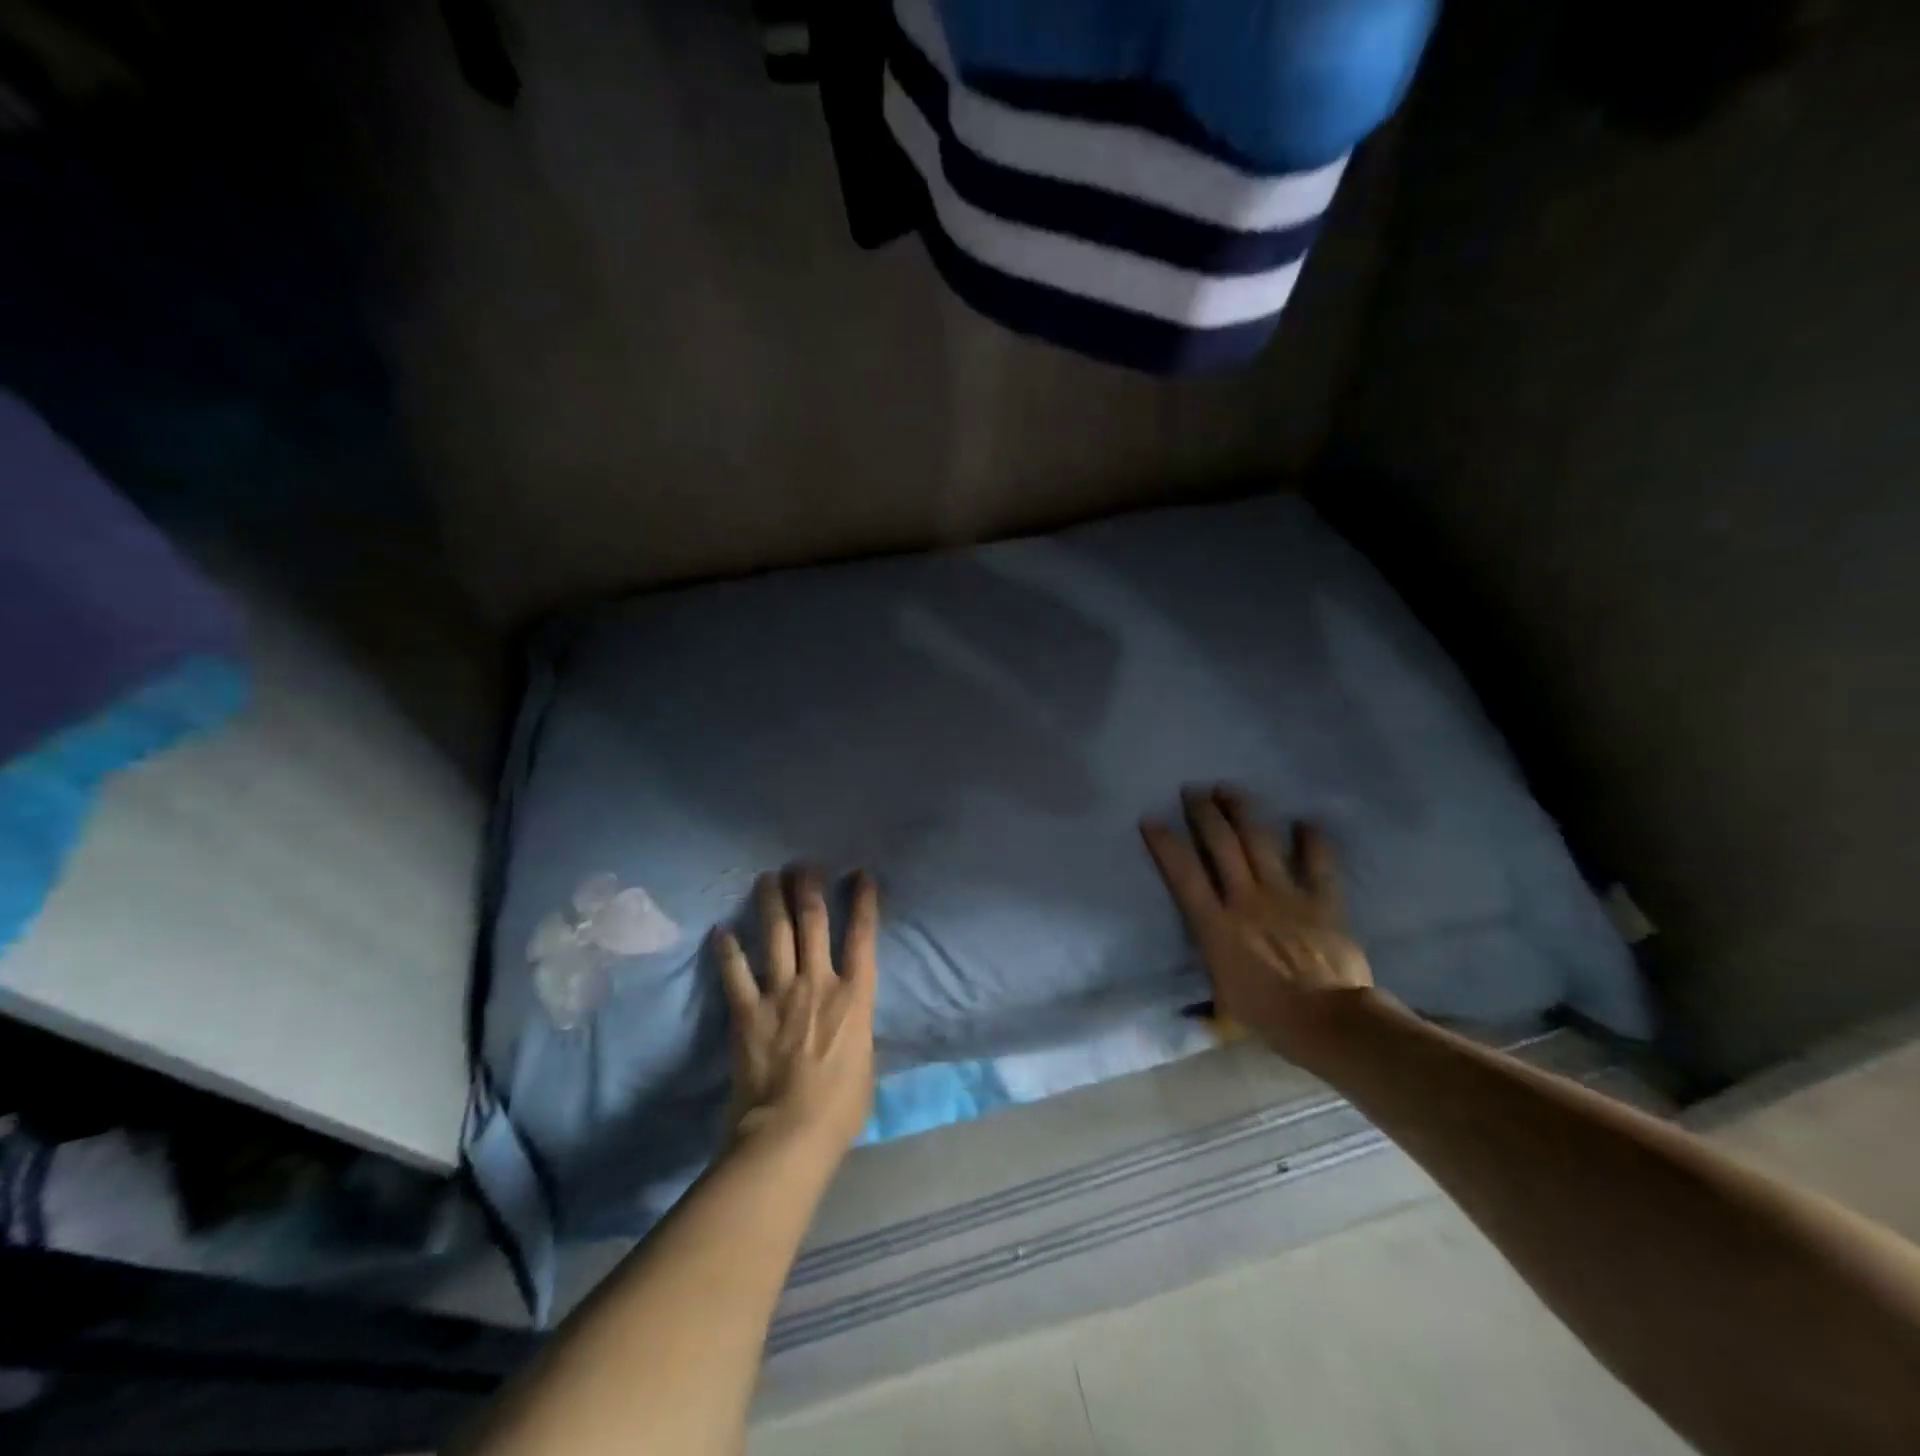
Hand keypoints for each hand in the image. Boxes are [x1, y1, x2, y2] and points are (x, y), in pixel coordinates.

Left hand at [714, 868, 878, 1156]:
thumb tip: (849, 1021)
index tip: (860, 875)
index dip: (863, 903)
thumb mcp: (865, 1062)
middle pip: (814, 923)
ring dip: (772, 903)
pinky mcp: (748, 1012)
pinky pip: (736, 974)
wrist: (790, 1132)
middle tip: (804, 864)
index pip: (863, 938)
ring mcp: (781, 994)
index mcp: (855, 997)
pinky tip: (720, 931)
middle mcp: (819, 983)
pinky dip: (728, 951)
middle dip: (809, 888)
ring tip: (767, 877)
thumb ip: (856, 1030)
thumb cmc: (841, 1106)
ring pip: (776, 936)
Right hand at [1142, 786, 1376, 1067]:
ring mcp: (1286, 896)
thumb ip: (1210, 973)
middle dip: (1204, 814)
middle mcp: (1246, 900)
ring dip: (1243, 812)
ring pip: (1260, 842)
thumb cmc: (1267, 1015)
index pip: (1184, 875)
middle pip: (1221, 845)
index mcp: (1216, 925)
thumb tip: (1192, 991)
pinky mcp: (1322, 901)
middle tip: (1193, 790)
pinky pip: (1318, 863)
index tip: (1151, 818)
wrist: (1328, 1022)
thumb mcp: (1222, 998)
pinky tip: (1305, 821)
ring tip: (1229, 789)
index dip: (1165, 844)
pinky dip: (1312, 840)